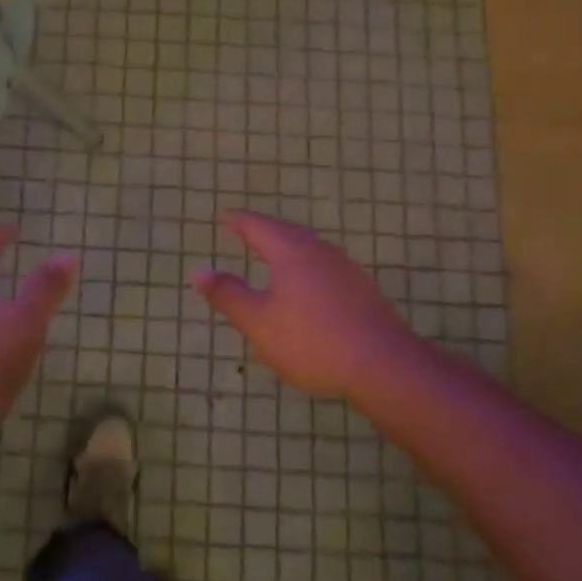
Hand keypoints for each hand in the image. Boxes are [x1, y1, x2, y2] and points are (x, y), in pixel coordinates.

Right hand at [191, 210, 414, 402]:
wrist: (382, 364)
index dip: (240, 222)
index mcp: (292, 253)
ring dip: (288, 246)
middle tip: (247, 230)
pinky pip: (325, 267)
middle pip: (288, 233)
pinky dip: (306, 266)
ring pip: (310, 248)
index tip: (226, 216)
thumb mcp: (258, 322)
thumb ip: (228, 295)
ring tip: (274, 254)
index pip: (259, 228)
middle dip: (264, 230)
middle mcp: (321, 253)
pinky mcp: (362, 290)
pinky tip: (307, 284)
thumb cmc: (311, 341)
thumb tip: (199, 272)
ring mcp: (346, 270)